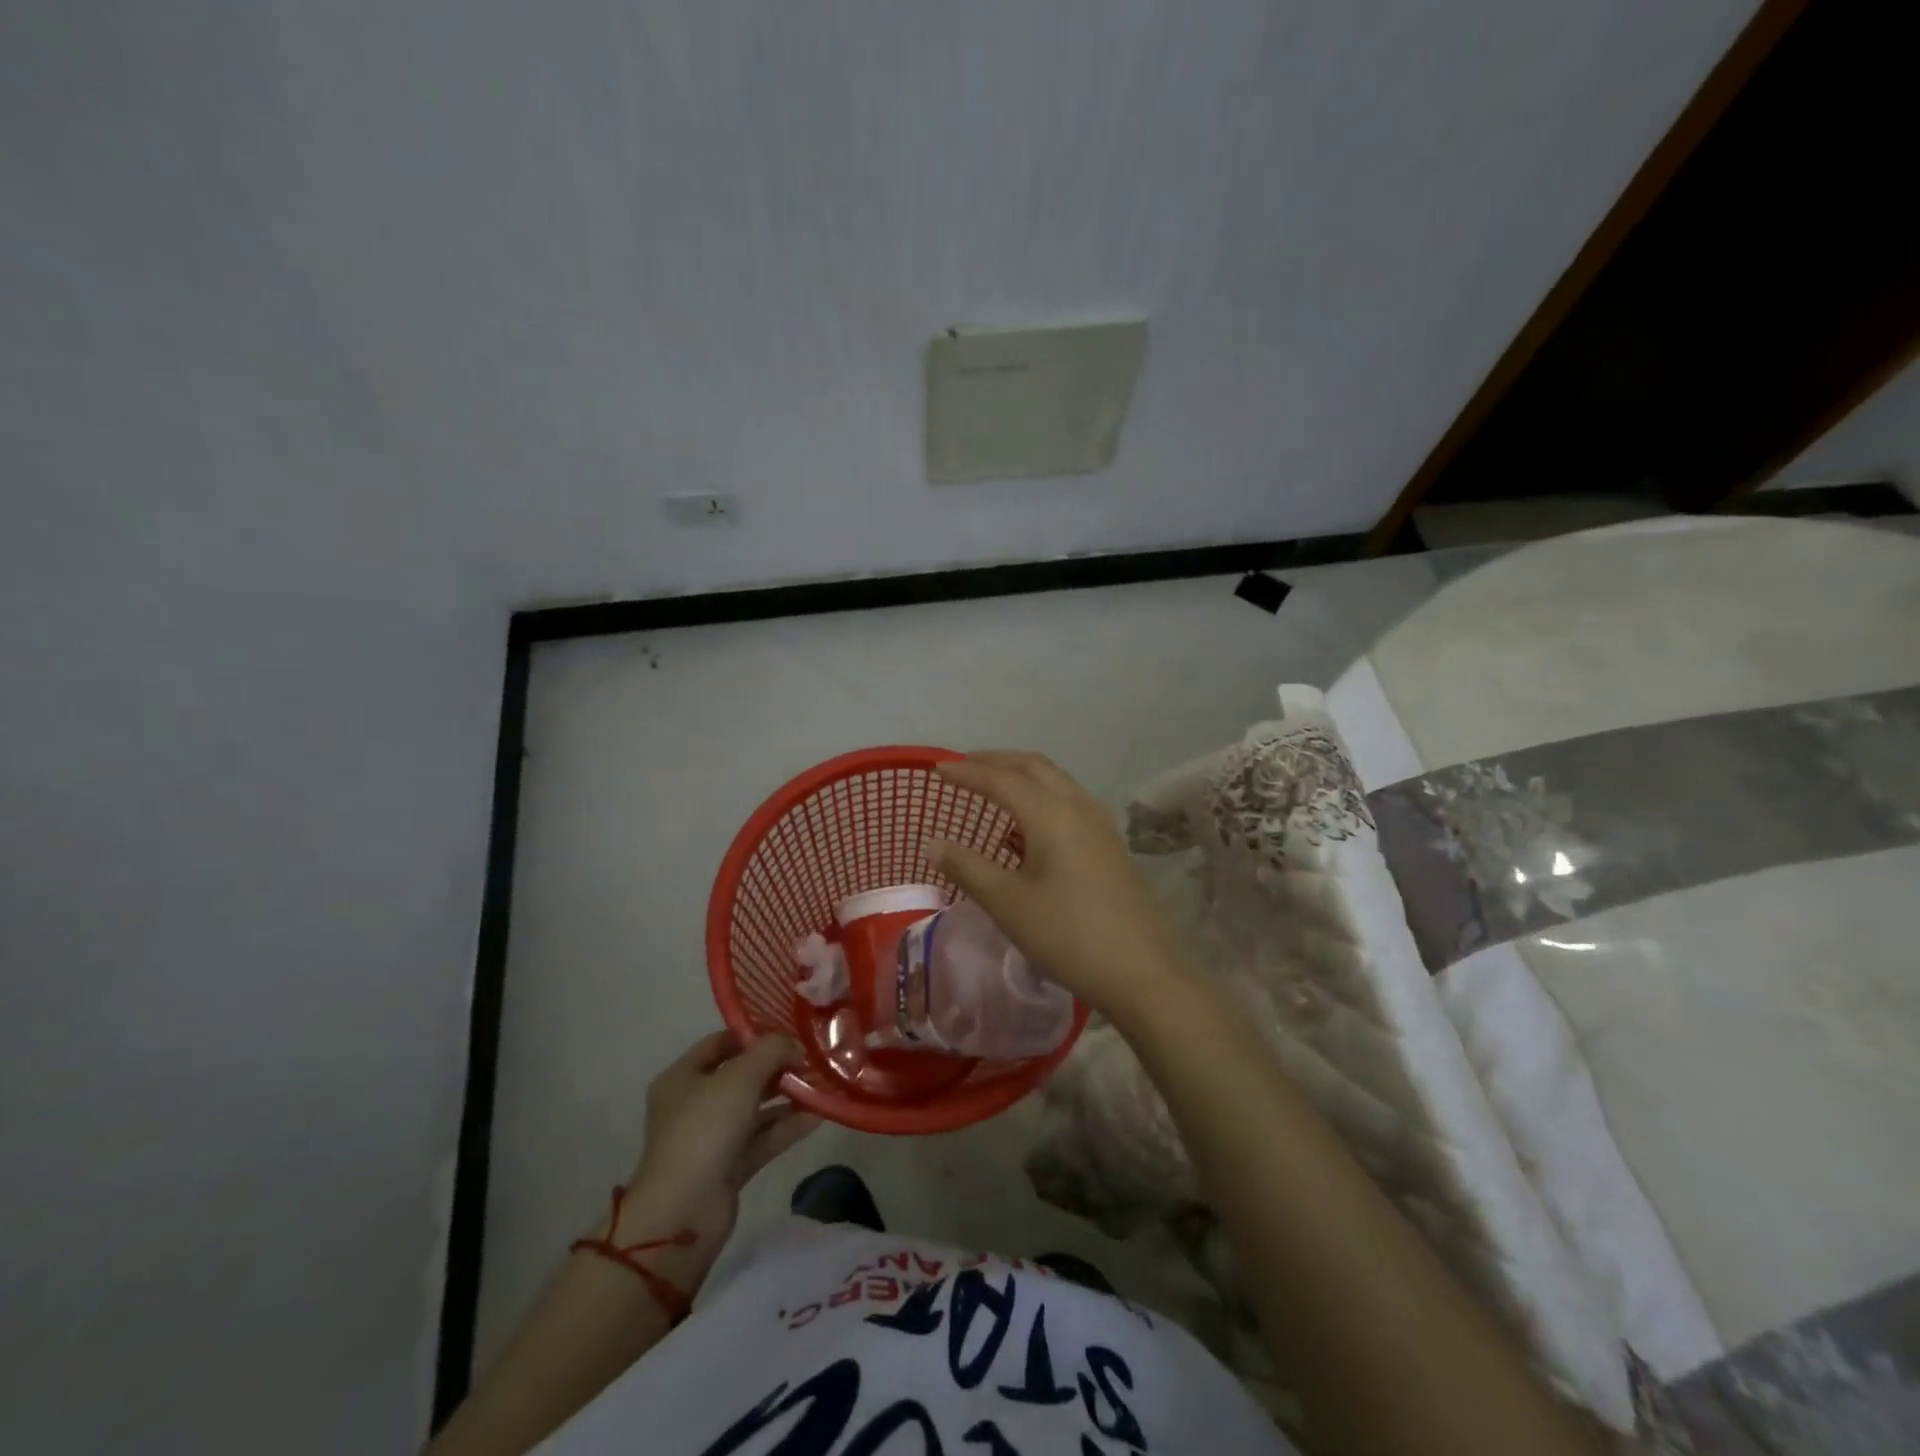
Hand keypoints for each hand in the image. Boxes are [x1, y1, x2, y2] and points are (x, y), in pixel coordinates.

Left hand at [622, 1030, 819, 1252]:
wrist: (684, 1211)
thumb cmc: (704, 1128)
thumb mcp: (740, 1077)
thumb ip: (771, 1051)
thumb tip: (794, 1045)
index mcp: (682, 1077)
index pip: (719, 1043)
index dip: (752, 1034)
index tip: (787, 1030)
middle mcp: (694, 1104)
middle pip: (741, 1076)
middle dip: (776, 1067)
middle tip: (810, 1057)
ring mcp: (712, 1138)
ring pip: (755, 1109)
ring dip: (786, 1097)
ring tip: (822, 1084)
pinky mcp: (729, 1166)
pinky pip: (763, 1138)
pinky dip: (787, 1126)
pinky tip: (819, 1115)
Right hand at [932, 751, 1191, 1017]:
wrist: (1142, 972)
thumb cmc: (1068, 935)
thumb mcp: (1008, 904)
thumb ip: (967, 867)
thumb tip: (933, 843)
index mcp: (1051, 814)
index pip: (1001, 779)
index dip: (966, 771)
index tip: (937, 769)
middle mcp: (1078, 806)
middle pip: (1033, 766)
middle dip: (996, 761)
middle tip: (963, 767)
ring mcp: (1100, 824)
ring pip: (1056, 780)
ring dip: (1021, 775)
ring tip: (993, 787)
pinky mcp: (1111, 844)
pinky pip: (1070, 800)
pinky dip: (1041, 795)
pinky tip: (1029, 824)